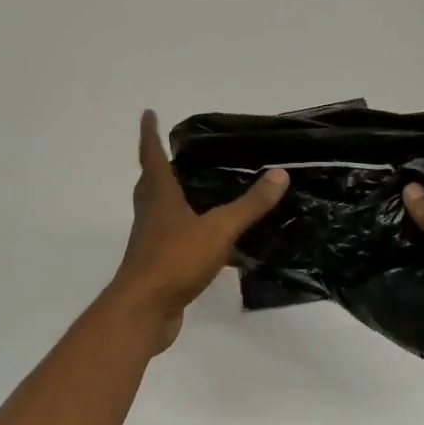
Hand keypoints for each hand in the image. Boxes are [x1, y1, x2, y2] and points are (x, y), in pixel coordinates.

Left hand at [107, 111, 288, 353]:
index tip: (148, 113)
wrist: (144, 311)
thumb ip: (249, 205)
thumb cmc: (175, 260)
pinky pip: (173, 239)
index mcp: (159, 196)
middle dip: (160, 165)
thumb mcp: (219, 229)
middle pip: (151, 183)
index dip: (150, 134)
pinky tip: (210, 240)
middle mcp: (151, 214)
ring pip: (160, 211)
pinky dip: (187, 231)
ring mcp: (152, 241)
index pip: (152, 156)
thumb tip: (279, 174)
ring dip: (172, 197)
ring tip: (196, 190)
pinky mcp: (158, 265)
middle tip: (178, 153)